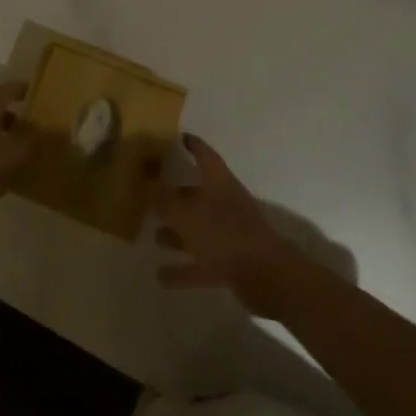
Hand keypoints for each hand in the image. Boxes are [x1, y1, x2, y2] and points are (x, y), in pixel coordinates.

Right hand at [152, 135, 310, 317]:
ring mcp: (230, 237)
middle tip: (152, 198)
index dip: (194, 146)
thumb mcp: (188, 214)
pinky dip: (183, 270)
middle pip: (199, 197)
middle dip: (177, 198)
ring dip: (177, 235)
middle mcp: (226, 206)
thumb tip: (147, 184)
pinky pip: (201, 264)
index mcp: (220, 185)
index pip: (206, 157)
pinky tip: (161, 277)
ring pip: (198, 232)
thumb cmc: (226, 235)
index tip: (181, 137)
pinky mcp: (231, 265)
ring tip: (155, 237)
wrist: (268, 276)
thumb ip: (165, 200)